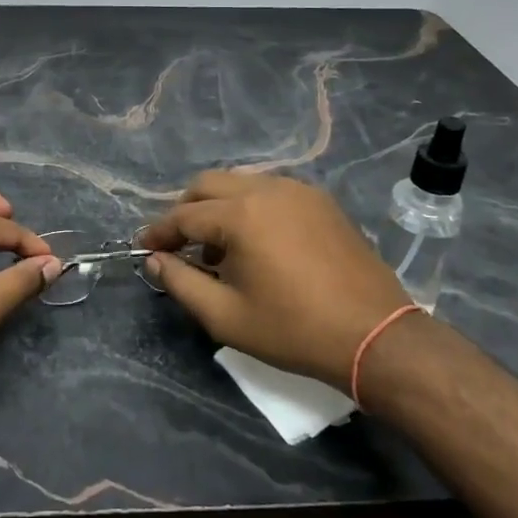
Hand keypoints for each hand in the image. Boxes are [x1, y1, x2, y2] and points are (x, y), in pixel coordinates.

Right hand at [140, 172, 406, 389]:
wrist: (374, 335)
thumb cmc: (293, 330)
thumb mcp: (226, 316)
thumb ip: (181, 283)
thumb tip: (156, 261)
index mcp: (241, 214)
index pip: (183, 215)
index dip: (159, 233)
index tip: (144, 249)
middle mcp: (267, 188)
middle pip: (208, 184)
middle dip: (185, 210)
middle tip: (178, 244)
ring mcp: (298, 190)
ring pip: (240, 182)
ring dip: (218, 207)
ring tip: (218, 248)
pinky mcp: (321, 201)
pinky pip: (271, 190)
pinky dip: (250, 206)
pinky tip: (256, 243)